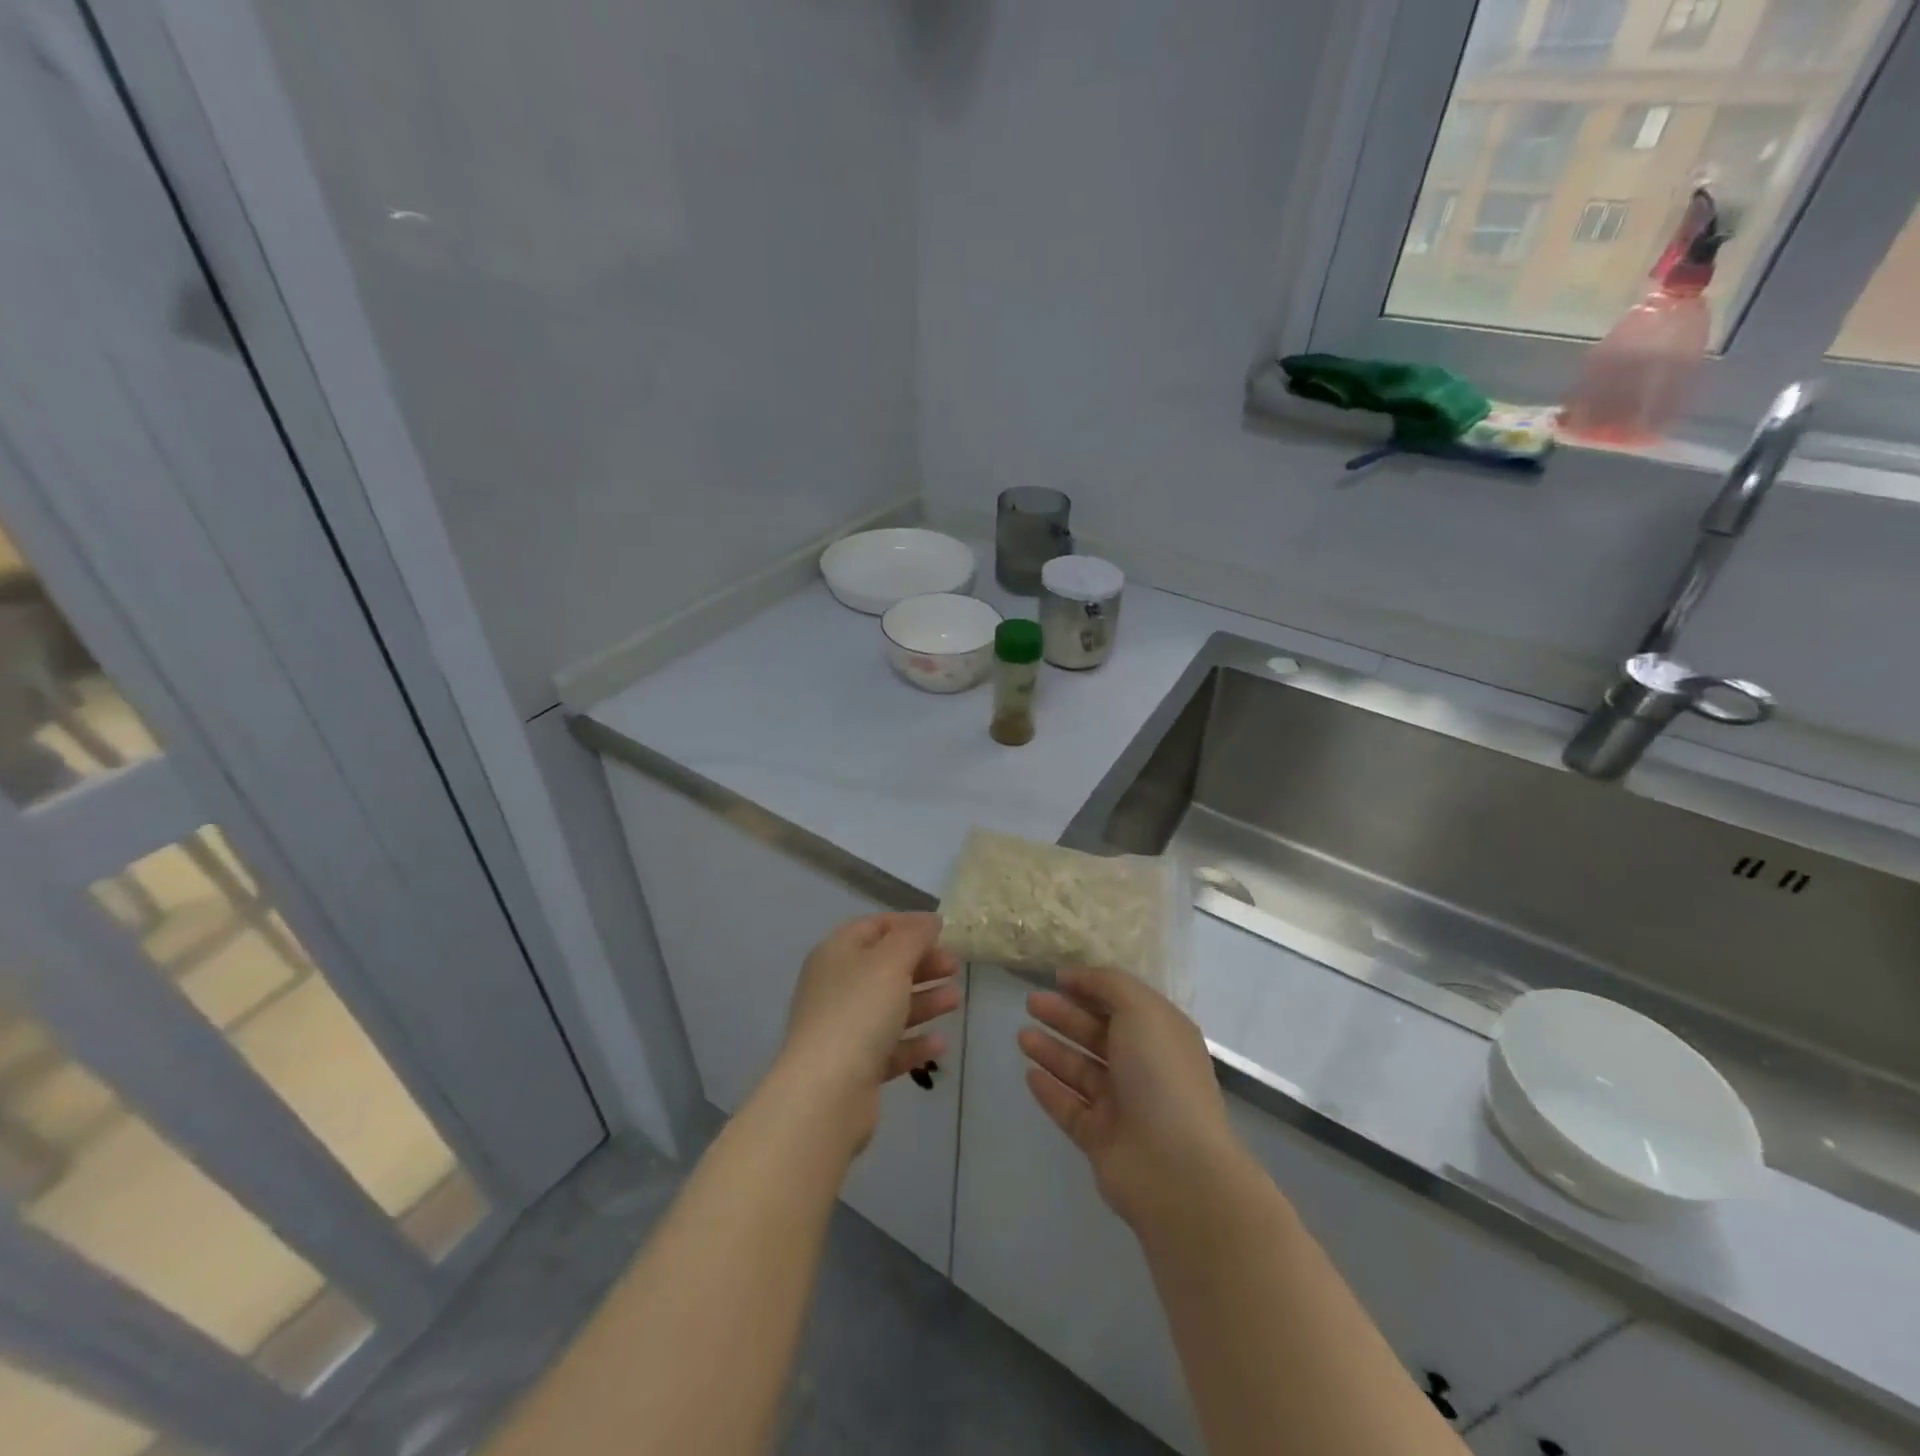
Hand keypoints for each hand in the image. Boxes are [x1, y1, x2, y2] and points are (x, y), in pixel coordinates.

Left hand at [777, 913, 960, 1148]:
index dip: (908, 924)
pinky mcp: (854, 1066)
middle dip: (921, 964)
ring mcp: (843, 1028)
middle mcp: (836, 986)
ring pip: (889, 1006)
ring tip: (956, 1000)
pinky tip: (939, 1043)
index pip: (874, 927)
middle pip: (884, 966)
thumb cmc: (859, 1012)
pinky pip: (889, 1046)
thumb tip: (930, 920)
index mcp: (837, 953)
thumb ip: (913, 936)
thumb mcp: (891, 961)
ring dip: (924, 1000)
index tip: (943, 930)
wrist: (826, 1093)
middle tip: (955, 966)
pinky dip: (914, 1041)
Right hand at [1020, 966, 1253, 1234]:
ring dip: (1052, 1050)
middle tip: (1030, 1002)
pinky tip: (1029, 1074)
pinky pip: (1070, 1108)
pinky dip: (1050, 1090)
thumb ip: (1108, 985)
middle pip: (1097, 1035)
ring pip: (1080, 1070)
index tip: (1057, 978)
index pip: (1122, 1003)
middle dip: (1064, 1016)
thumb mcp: (1140, 1010)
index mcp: (1161, 1035)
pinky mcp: (1101, 1139)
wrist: (1174, 1166)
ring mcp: (1122, 1106)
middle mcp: (1143, 1067)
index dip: (1091, 988)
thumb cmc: (1160, 1074)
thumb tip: (1076, 976)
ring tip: (1021, 1035)